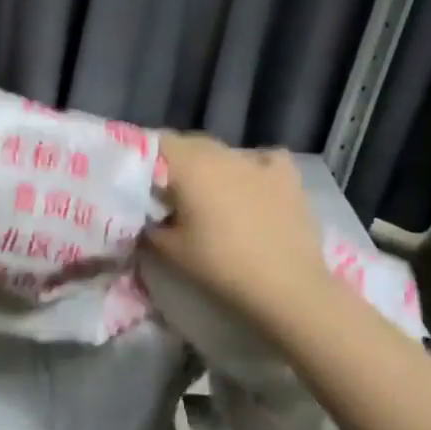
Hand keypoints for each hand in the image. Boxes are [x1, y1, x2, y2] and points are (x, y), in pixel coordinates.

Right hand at [147, 132, 333, 329]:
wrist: (287, 286)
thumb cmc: (221, 266)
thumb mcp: (170, 251)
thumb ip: (150, 227)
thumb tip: (145, 217)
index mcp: (189, 166)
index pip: (159, 142)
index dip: (147, 157)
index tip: (142, 182)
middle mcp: (222, 154)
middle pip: (191, 144)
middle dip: (178, 163)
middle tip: (171, 193)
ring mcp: (258, 161)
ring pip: (225, 153)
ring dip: (213, 166)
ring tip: (212, 195)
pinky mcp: (287, 175)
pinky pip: (264, 159)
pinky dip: (255, 168)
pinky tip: (254, 186)